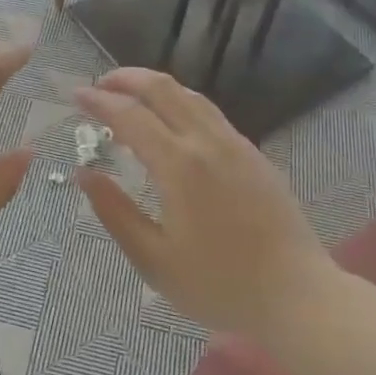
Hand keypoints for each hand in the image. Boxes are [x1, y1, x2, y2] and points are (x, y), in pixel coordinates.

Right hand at [76, 67, 323, 334]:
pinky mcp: (255, 155)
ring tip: (132, 98)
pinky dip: (181, 104)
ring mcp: (236, 145)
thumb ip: (114, 212)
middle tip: (101, 84)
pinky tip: (173, 124)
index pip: (130, 116)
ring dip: (156, 88)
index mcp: (179, 165)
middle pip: (163, 89)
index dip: (100, 101)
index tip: (77, 95)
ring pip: (191, 96)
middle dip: (127, 78)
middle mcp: (208, 142)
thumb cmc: (219, 285)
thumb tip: (84, 174)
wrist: (298, 296)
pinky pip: (210, 113)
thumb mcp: (153, 260)